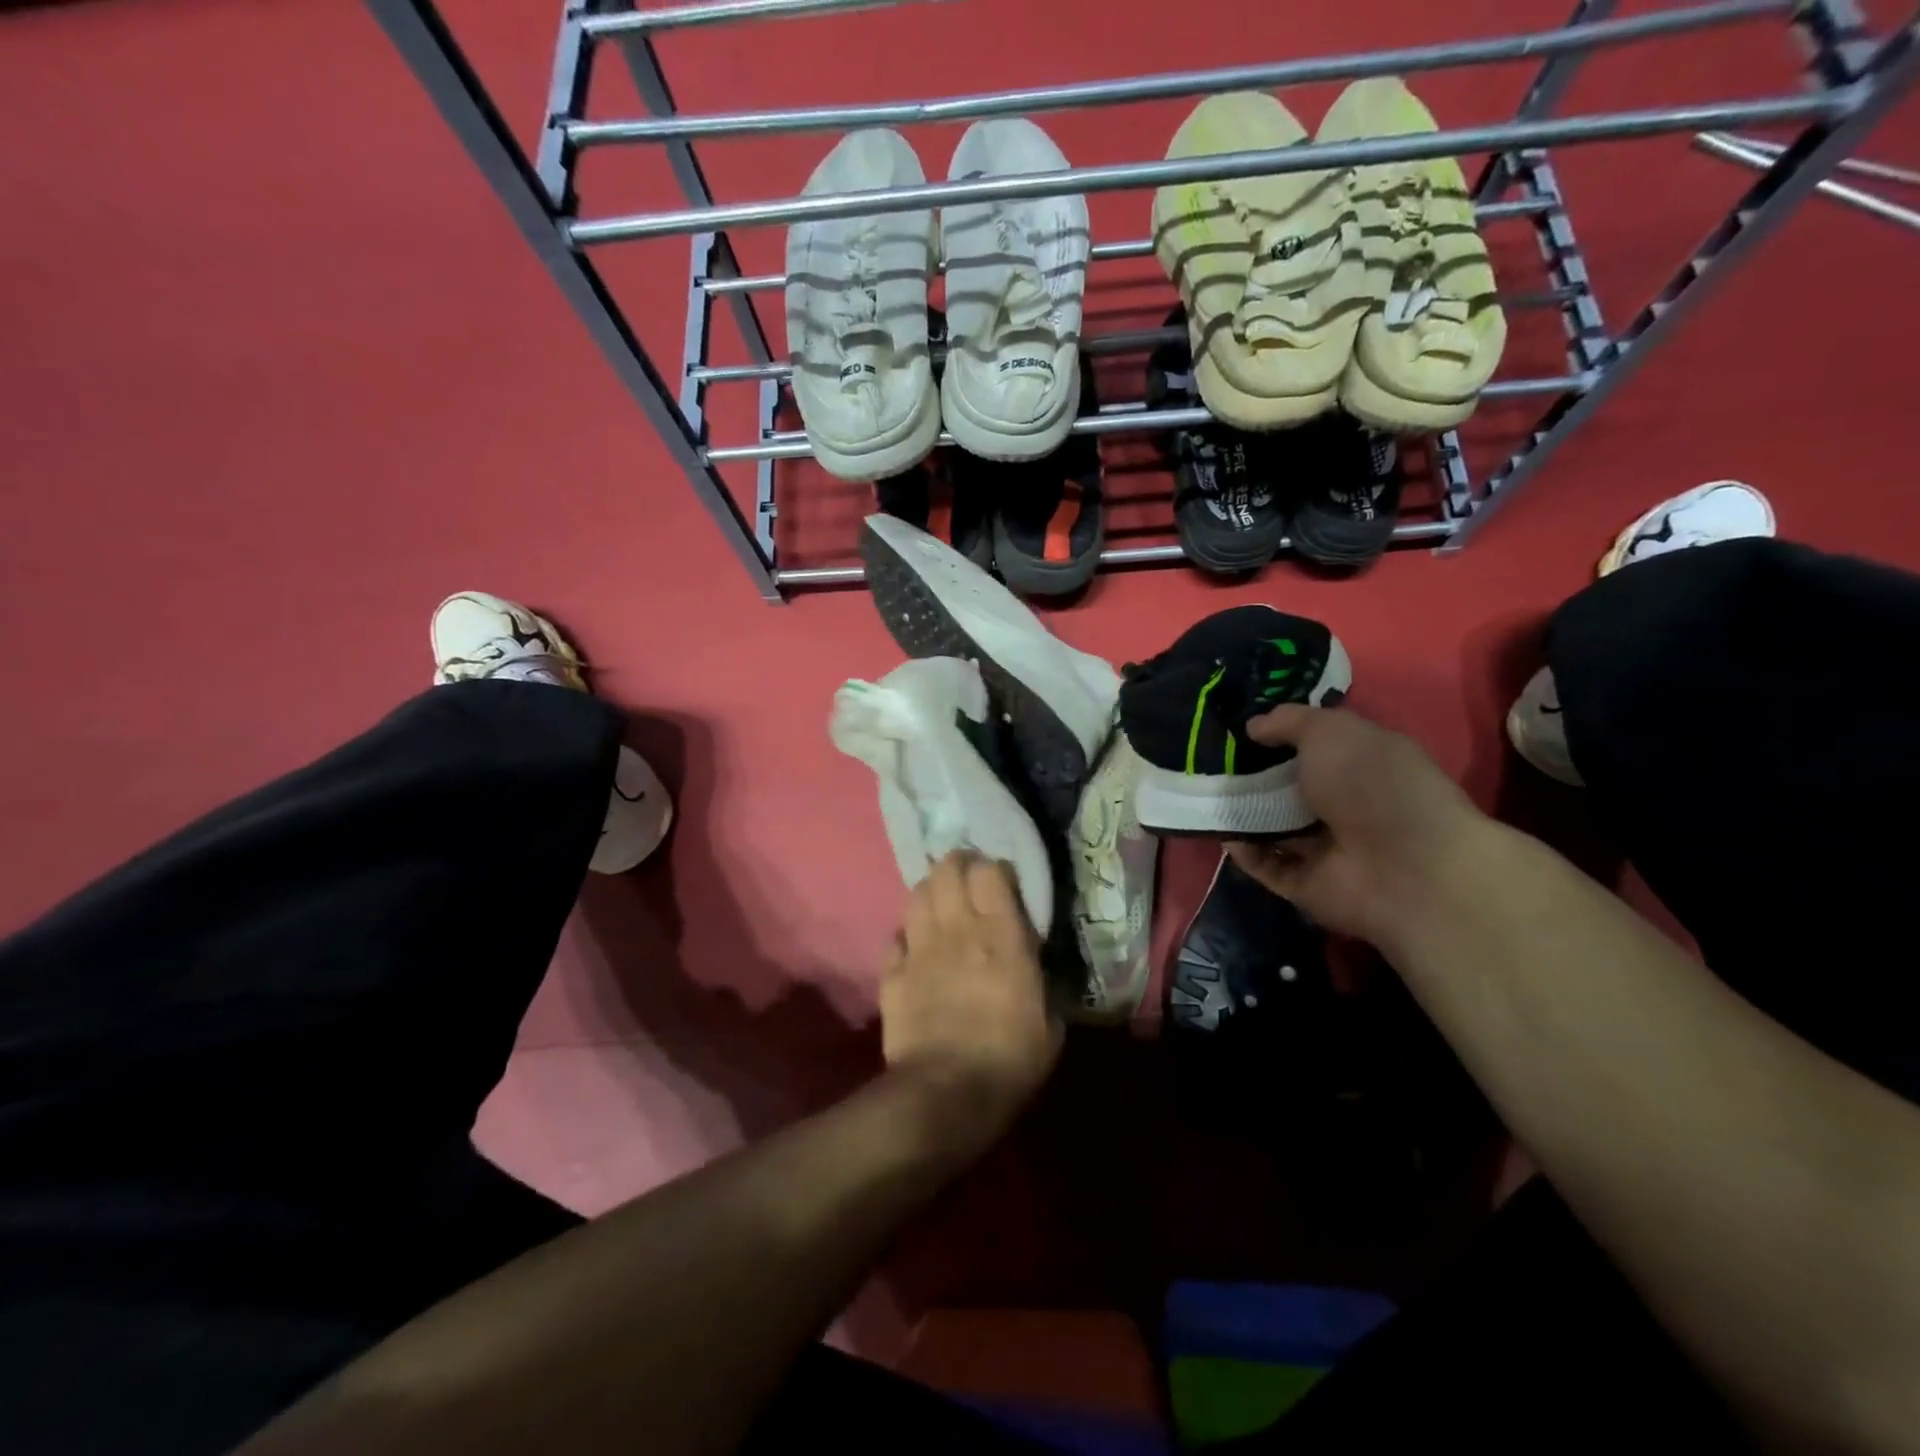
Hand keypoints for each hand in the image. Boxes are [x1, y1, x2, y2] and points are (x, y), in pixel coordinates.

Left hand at [880, 851, 1061, 1149]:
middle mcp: (958, 929)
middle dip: (957, 866)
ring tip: (941, 903)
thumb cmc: (1010, 1059)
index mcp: (1001, 935)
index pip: (989, 871)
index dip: (994, 868)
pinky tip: (915, 945)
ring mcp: (920, 948)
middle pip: (946, 870)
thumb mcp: (1050, 1023)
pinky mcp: (892, 973)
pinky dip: (907, 934)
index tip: (1002, 881)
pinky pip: (896, 936)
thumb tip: (1035, 968)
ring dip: (930, 891)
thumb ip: (1041, 982)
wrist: (946, 1093)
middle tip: (967, 879)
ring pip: (917, 894)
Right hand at [1227, 705, 1487, 947]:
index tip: (1237, 730)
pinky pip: (1266, 865)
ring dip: (1242, 813)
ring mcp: (1326, 848)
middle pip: (1287, 788)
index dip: (1278, 736)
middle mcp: (1345, 805)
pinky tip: (1221, 830)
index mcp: (1361, 764)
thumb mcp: (1330, 731)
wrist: (1407, 868)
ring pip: (1272, 827)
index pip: (1315, 747)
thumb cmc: (1373, 784)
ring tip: (1202, 794)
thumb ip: (1288, 722)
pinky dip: (1243, 850)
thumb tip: (1253, 726)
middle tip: (1209, 762)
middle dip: (1250, 776)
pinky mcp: (1307, 885)